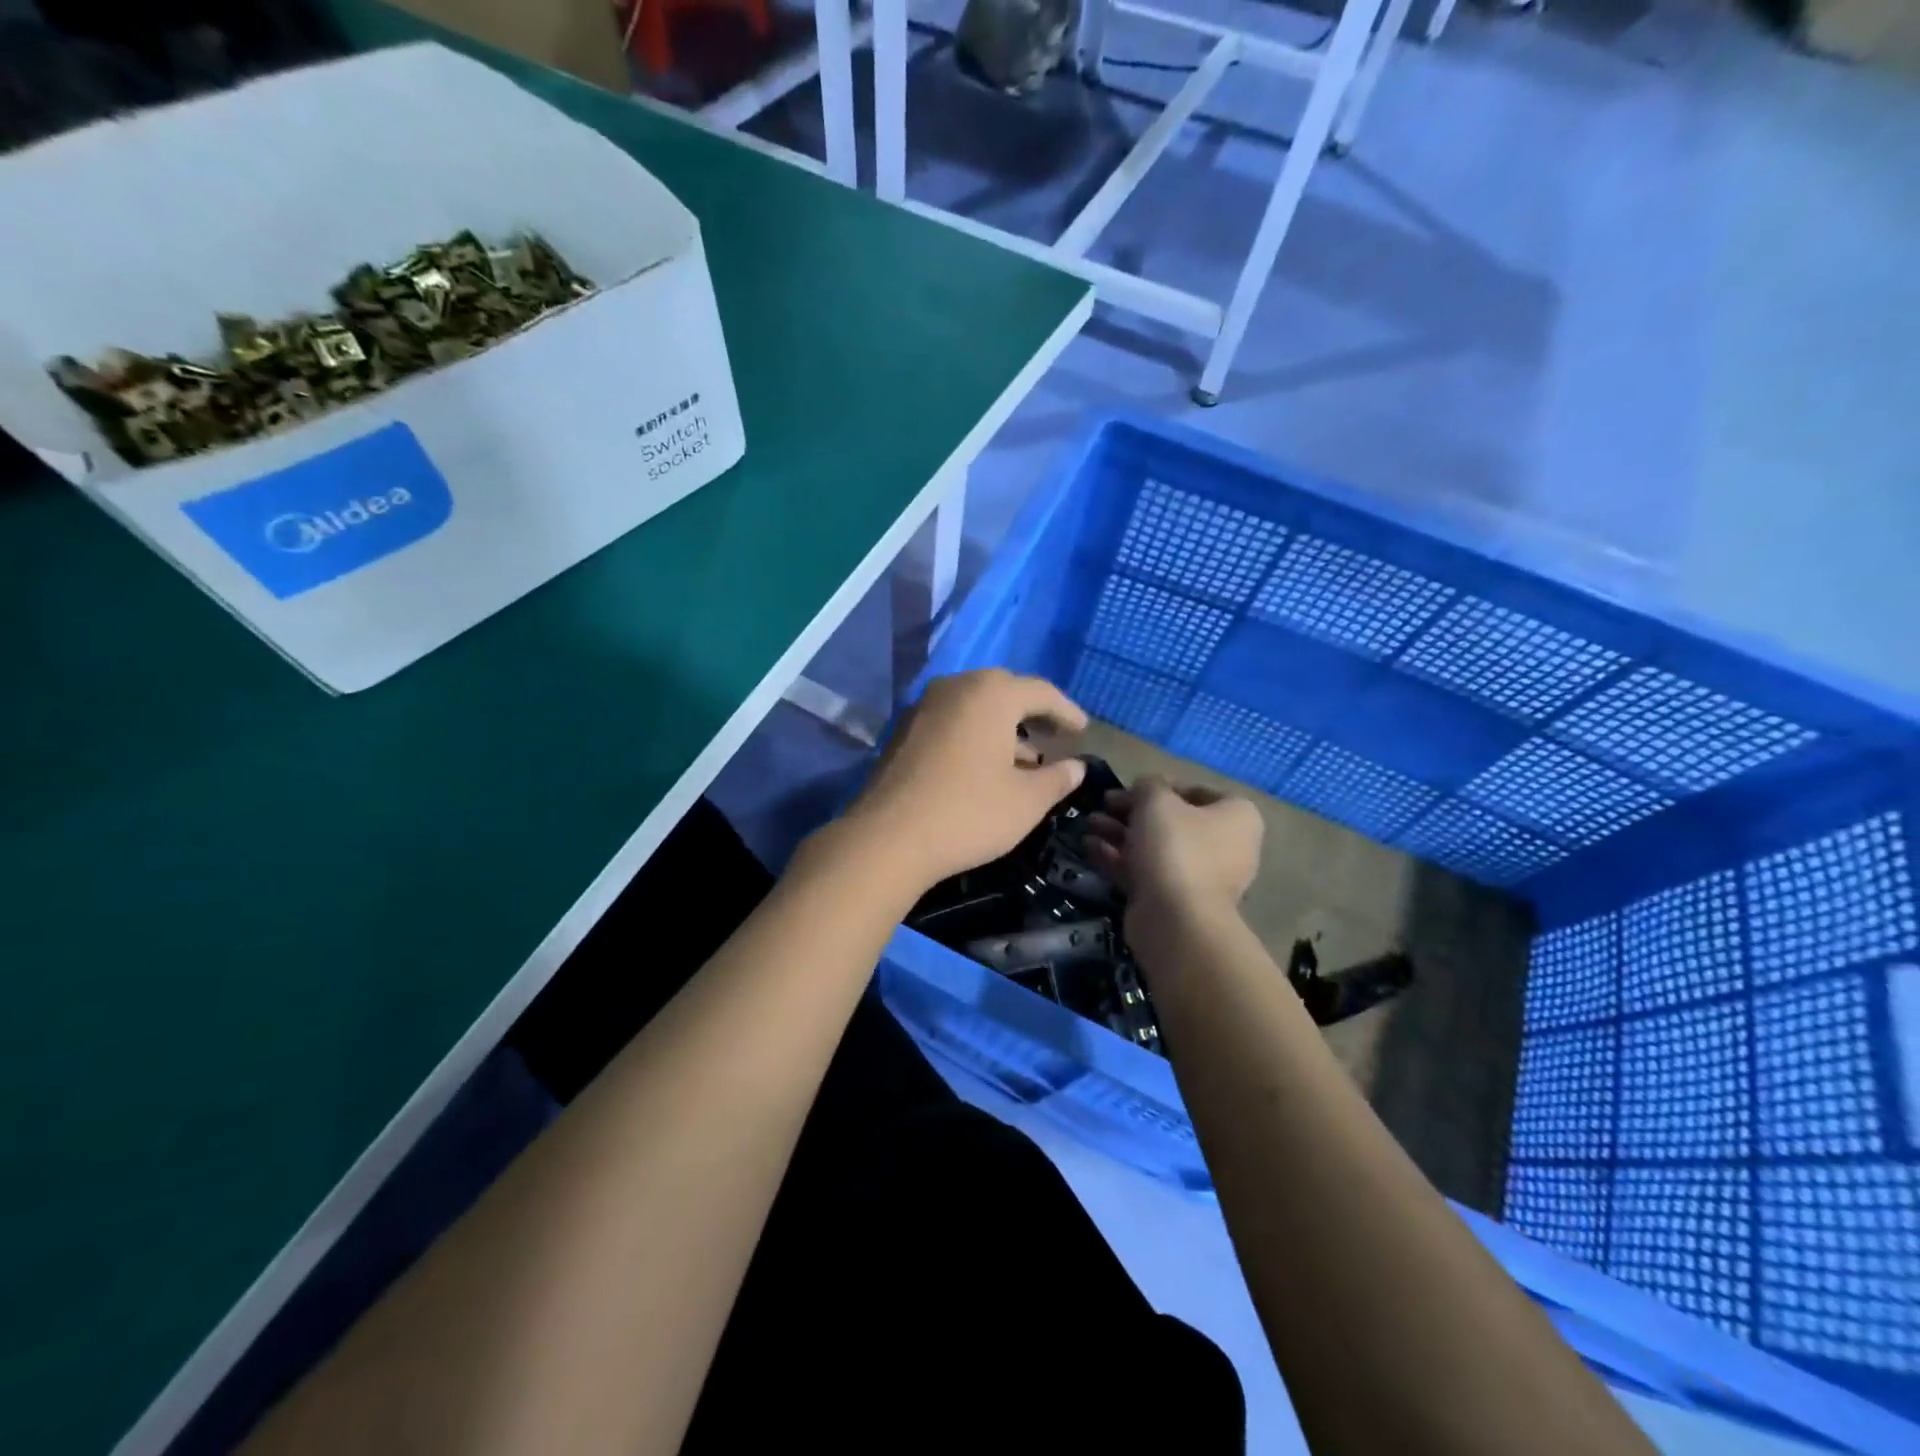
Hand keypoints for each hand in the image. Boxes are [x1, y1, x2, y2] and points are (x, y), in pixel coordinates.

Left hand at [844, 669, 1088, 892]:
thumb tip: (1076, 767)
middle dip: (1033, 714)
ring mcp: (924, 707)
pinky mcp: (904, 730)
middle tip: (1055, 737)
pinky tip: (986, 767)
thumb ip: (1058, 779)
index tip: (1083, 731)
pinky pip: (952, 721)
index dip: (1067, 711)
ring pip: (975, 707)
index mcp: (991, 694)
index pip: (1041, 692)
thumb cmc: (968, 814)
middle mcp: (956, 687)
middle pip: (1004, 691)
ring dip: (1004, 727)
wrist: (887, 839)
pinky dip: (975, 735)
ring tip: (1027, 759)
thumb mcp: (1026, 801)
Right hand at [1083, 777, 1263, 928]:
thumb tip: (1145, 788)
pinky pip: (1145, 871)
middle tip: (1103, 804)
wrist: (1176, 920)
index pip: (1196, 791)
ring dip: (1121, 832)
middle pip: (1172, 820)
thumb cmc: (1175, 847)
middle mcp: (1226, 846)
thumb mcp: (1157, 800)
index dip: (1160, 786)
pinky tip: (1089, 847)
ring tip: (1089, 823)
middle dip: (1133, 811)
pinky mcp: (1175, 900)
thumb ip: (1148, 785)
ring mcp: (1200, 876)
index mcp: (1236, 817)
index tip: (1129, 788)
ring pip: (1155, 846)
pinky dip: (1119, 858)